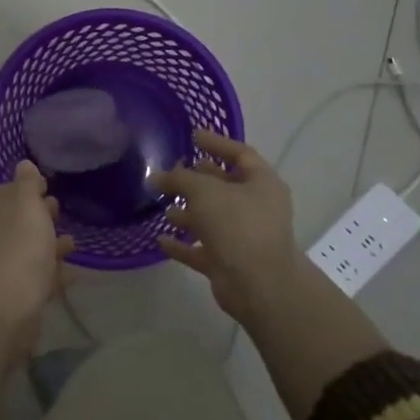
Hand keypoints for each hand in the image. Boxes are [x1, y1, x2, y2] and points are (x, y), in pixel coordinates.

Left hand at [0, 162, 74, 402]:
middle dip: (38, 215)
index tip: (47, 185)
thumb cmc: (20, 248)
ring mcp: (5, 269)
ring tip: (73, 243)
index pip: (7, 194)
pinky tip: (73, 273)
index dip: (26, 188)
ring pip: (29, 250)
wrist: (9, 307)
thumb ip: (27, 184)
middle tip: (59, 210)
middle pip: (18, 222)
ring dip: (48, 245)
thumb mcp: (26, 206)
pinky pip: (39, 278)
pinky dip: (53, 272)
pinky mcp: (18, 296)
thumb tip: (23, 164)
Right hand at [156, 130, 311, 331]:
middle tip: (171, 172)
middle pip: (224, 186)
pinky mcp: (229, 262)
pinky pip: (202, 248)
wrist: (257, 284)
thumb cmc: (237, 225)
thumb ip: (179, 179)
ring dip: (189, 213)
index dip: (217, 143)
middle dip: (197, 179)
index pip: (240, 154)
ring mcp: (243, 236)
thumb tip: (158, 176)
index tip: (193, 136)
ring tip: (163, 206)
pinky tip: (161, 240)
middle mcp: (256, 207)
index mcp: (261, 183)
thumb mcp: (204, 191)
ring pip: (212, 218)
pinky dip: (183, 244)